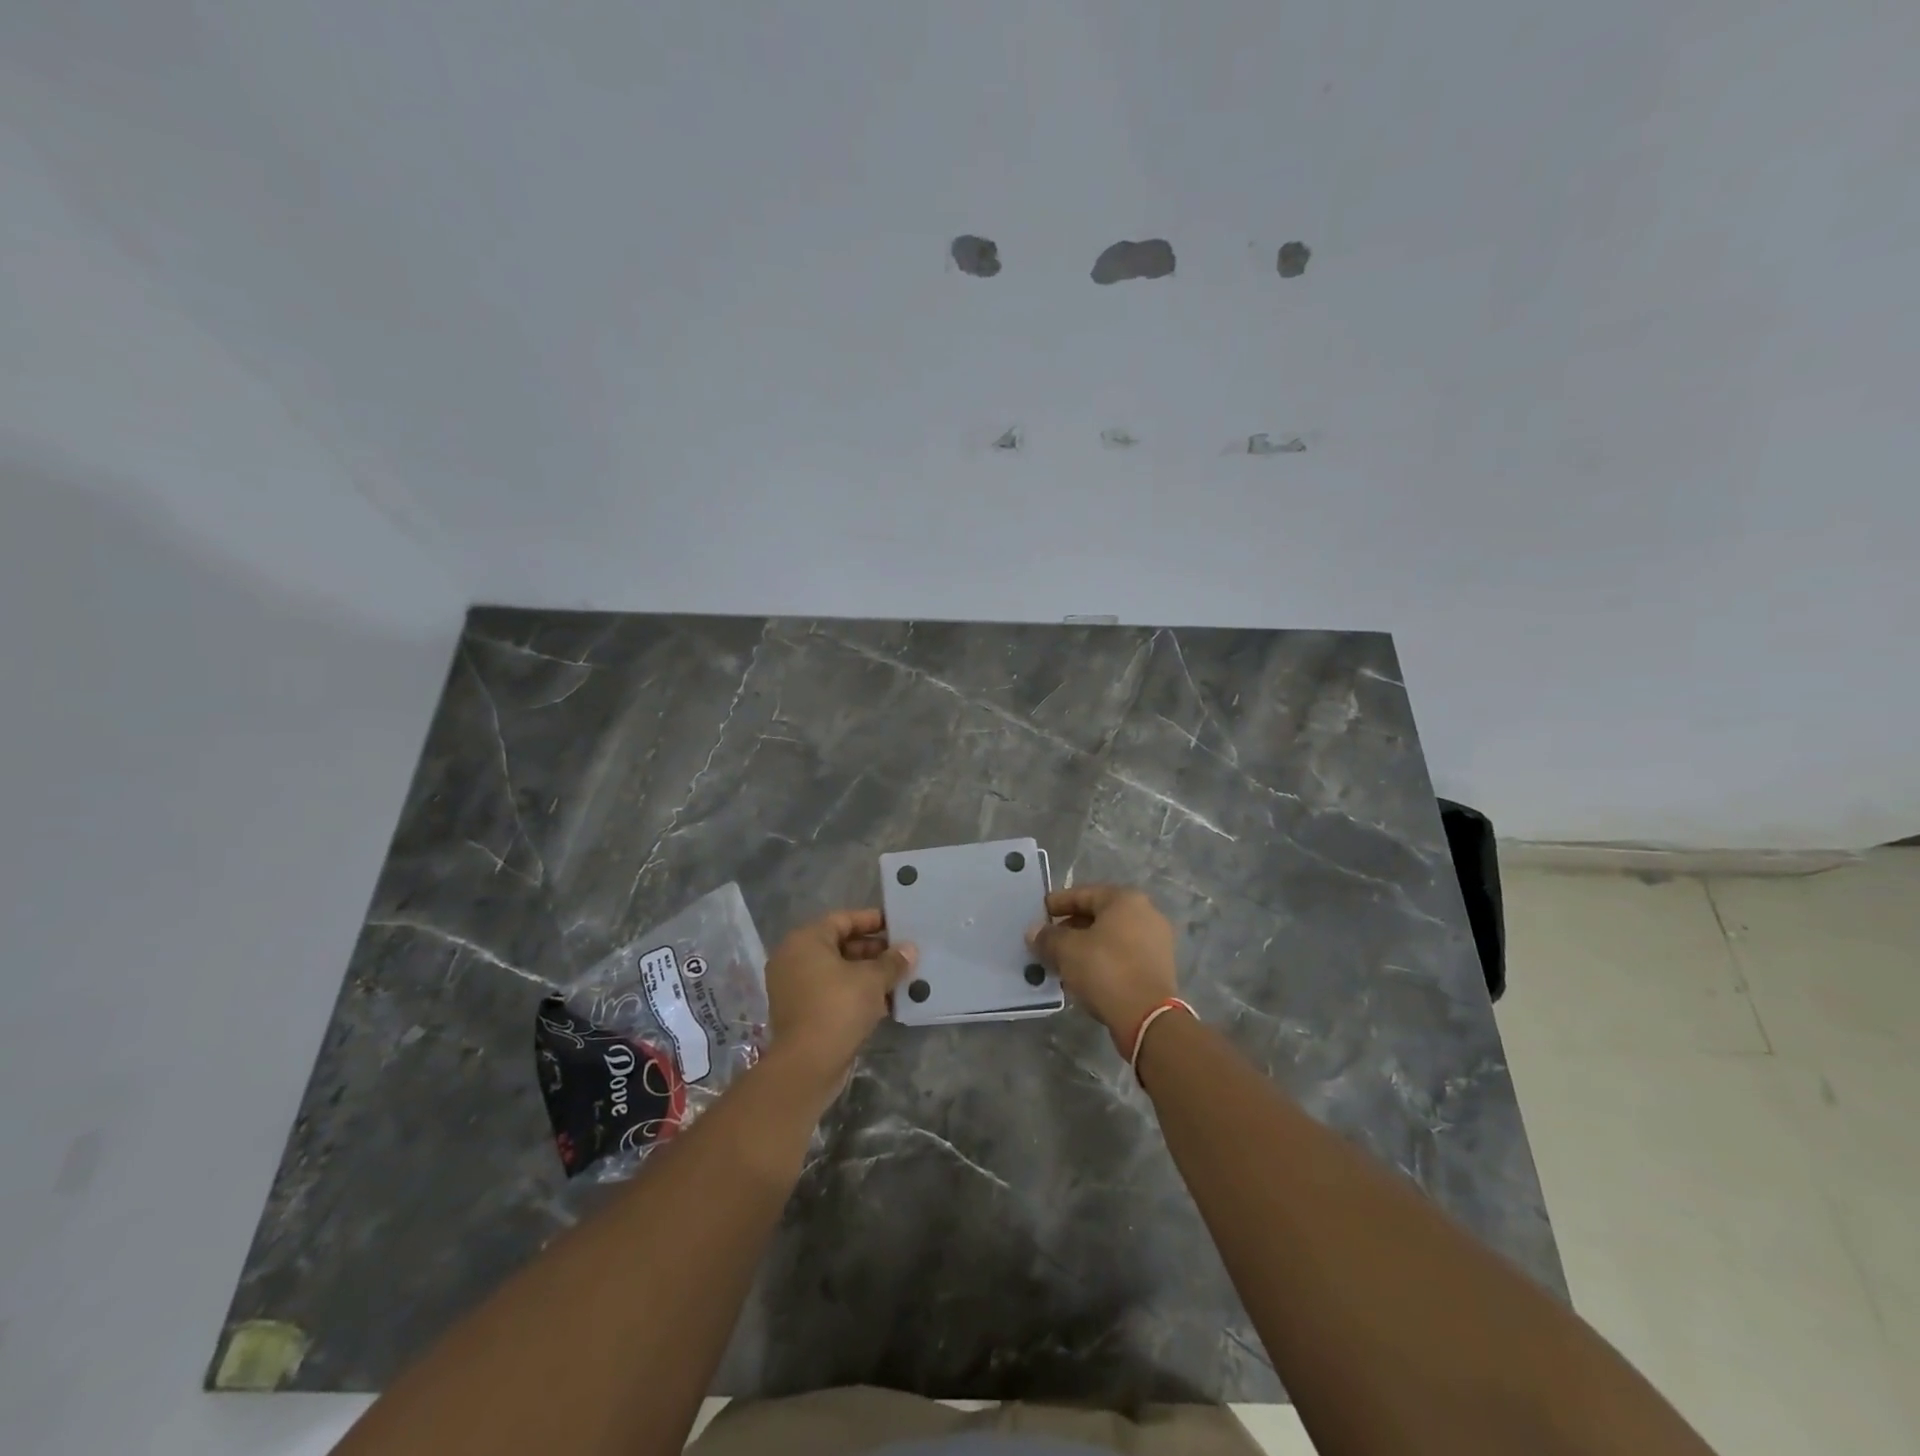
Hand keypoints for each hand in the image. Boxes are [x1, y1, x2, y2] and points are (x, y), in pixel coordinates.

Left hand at [763, 909, 914, 1081]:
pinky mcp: (800, 1012)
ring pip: (836, 971)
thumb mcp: (872, 980)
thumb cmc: (838, 1007)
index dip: (872, 921)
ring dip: (866, 974)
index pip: (843, 919)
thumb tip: (909, 950)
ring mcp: (794, 987)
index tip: (897, 926)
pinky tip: (883, 1001)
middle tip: (902, 955)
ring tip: (898, 978)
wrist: (807, 1065)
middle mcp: (794, 958)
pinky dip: (854, 993)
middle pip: (839, 945)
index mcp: (805, 941)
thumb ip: (892, 962)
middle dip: (873, 950)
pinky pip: (831, 992)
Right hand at [1027, 885, 1176, 1055]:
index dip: (1057, 903)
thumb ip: (1047, 937)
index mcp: (1125, 899)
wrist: (1148, 1018)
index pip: (1083, 894)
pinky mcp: (1158, 967)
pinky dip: (1102, 961)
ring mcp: (1156, 941)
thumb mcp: (1067, 950)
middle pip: (1098, 915)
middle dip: (1070, 928)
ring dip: (1085, 947)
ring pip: (1110, 938)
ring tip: (1061, 961)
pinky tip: (1082, 976)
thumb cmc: (1106, 970)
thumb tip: (1034, 932)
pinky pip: (1122, 956)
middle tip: (1047, 941)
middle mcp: (1146, 913)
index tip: (1039, 914)